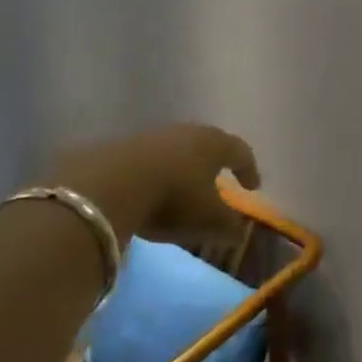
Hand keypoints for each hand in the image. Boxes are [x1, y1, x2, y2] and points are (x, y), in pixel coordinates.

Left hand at [45, 125, 259, 245]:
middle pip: (207, 145)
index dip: (249, 169)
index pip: (241, 152)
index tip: (253, 187)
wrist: (108, 185)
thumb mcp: (210, 221)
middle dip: (214, 164)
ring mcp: (151, 136)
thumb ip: (230, 226)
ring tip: (180, 190)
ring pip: (175, 151)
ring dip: (181, 169)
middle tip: (218, 183)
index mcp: (215, 143)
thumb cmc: (174, 199)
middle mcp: (187, 132)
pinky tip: (147, 193)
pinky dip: (153, 175)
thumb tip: (239, 229)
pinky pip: (146, 161)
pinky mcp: (120, 147)